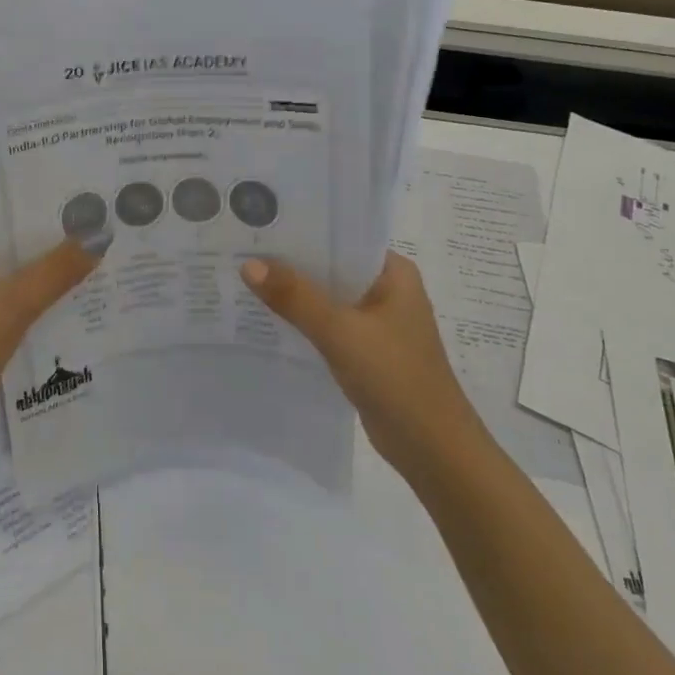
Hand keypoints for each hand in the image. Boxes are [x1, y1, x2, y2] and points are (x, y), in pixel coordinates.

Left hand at [0, 229, 97, 451]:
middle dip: (64, 250)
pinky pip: (28, 318)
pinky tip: (88, 315)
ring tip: (111, 273)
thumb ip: (55, 271)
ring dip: (61, 284)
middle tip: (114, 241)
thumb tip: (99, 235)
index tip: (96, 210)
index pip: (14, 221)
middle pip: (25, 255)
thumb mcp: (11, 304)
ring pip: (29, 288)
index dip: (52, 214)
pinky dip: (53, 314)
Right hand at [240, 251, 477, 475]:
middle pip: (331, 267)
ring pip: (327, 298)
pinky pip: (327, 325)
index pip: (342, 238)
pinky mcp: (365, 350)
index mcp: (394, 273)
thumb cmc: (396, 378)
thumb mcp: (341, 332)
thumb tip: (248, 264)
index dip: (302, 231)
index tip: (261, 224)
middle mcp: (387, 290)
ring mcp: (377, 322)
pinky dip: (302, 321)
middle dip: (291, 263)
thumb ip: (295, 297)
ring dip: (294, 294)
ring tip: (244, 278)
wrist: (433, 449)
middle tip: (242, 249)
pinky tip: (266, 318)